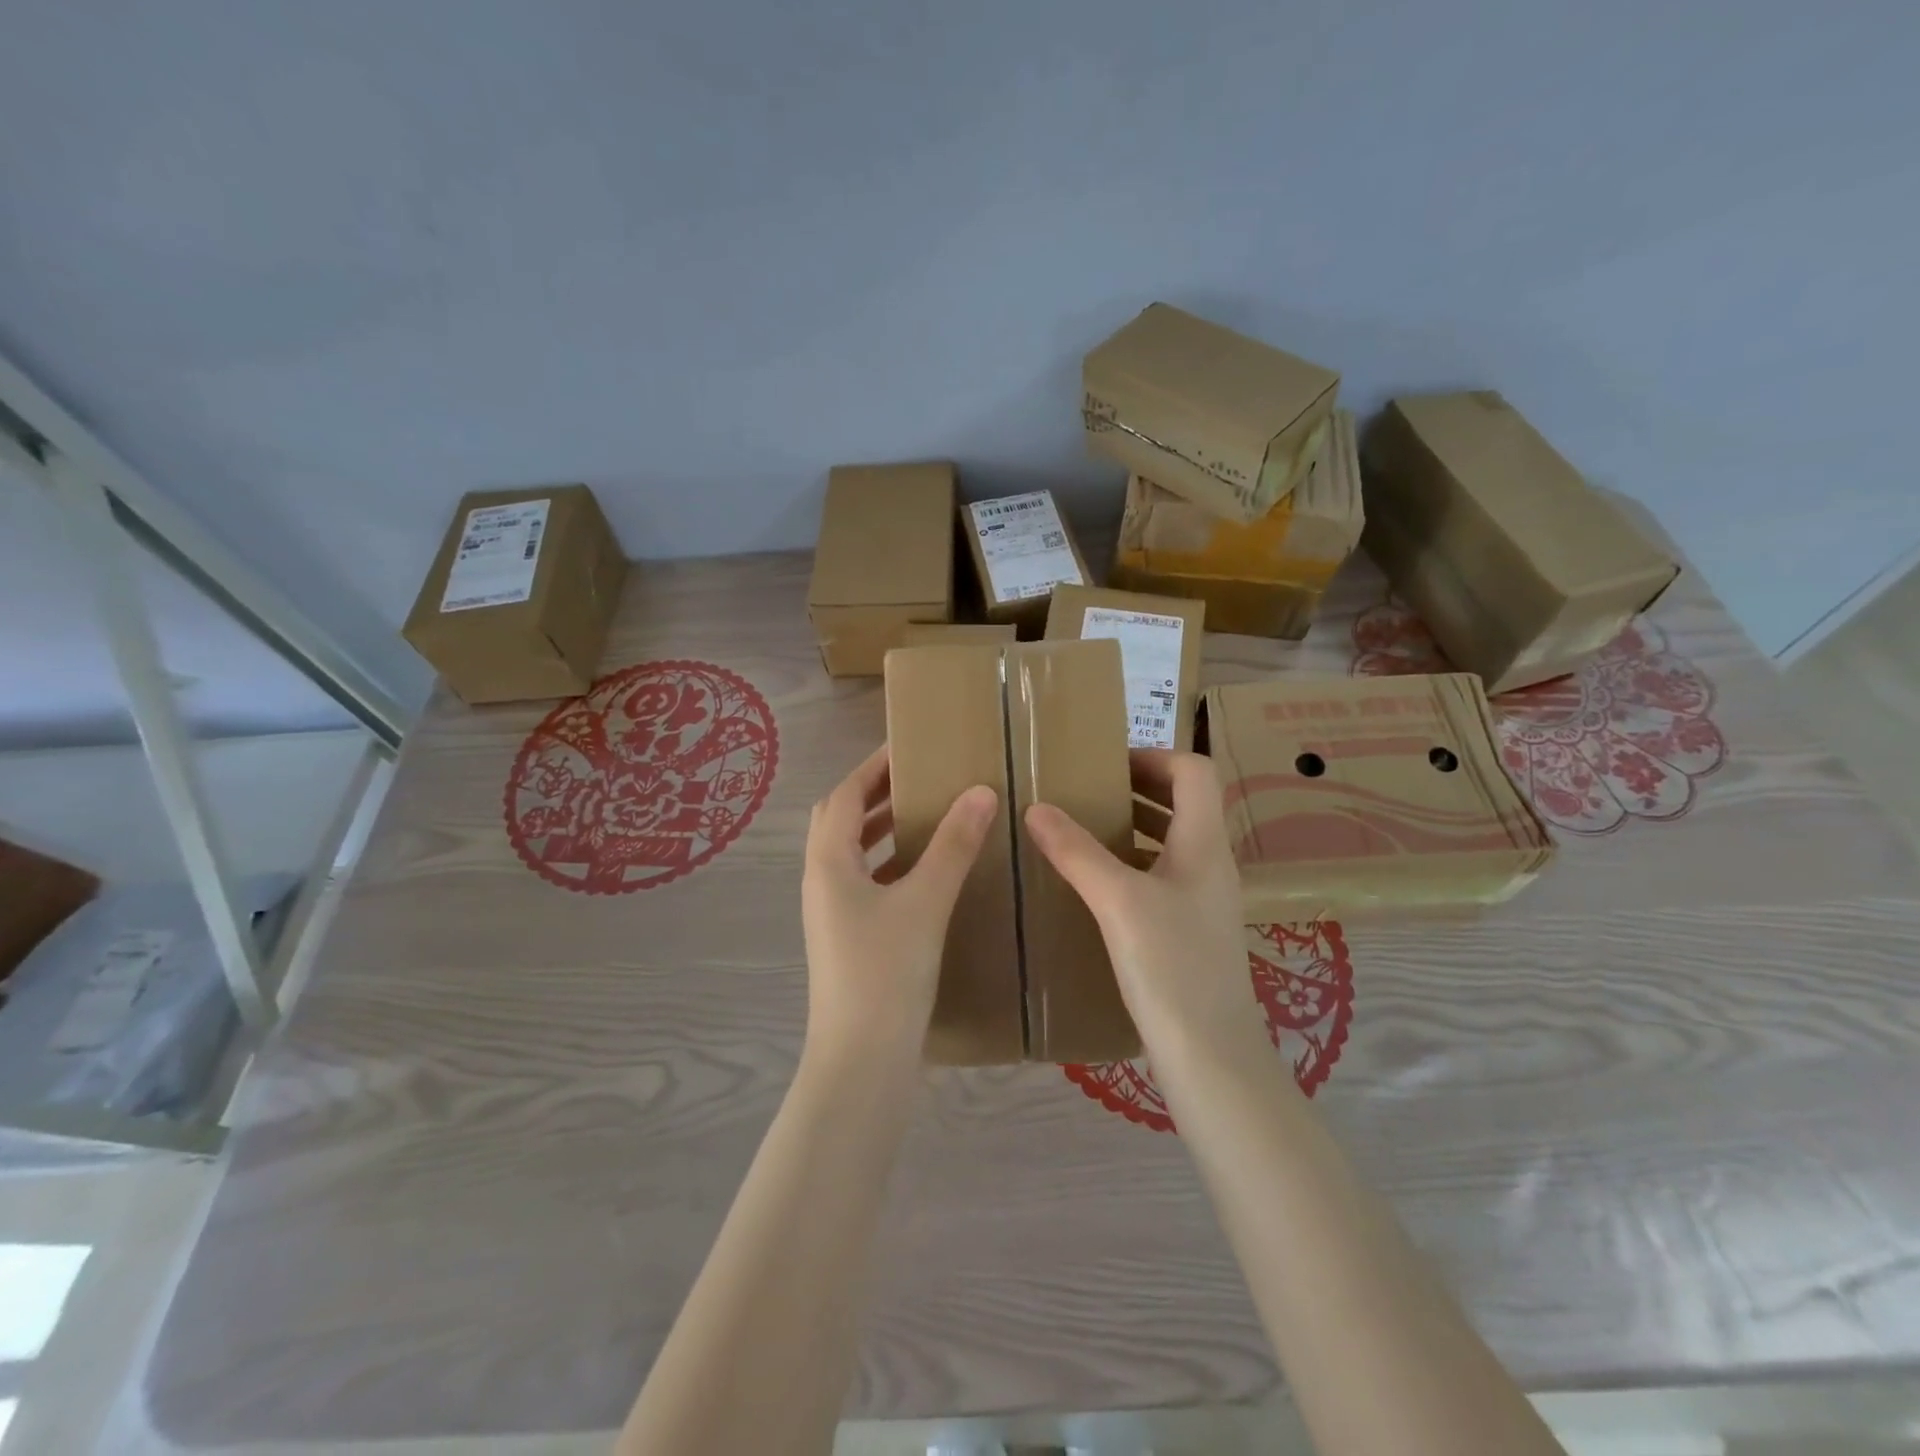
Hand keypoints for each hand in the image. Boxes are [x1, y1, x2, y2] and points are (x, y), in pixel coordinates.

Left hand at [801, 745, 997, 1069]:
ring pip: (853, 853)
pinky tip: (926, 873)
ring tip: (928, 815)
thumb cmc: (886, 972)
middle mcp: (822, 881)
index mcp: (829, 863)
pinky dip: (891, 864)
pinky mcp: (848, 938)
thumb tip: (980, 791)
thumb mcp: (924, 902)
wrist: (861, 1060)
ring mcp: (832, 913)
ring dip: (883, 829)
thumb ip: (952, 845)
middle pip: (842, 821)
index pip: (845, 795)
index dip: (873, 766)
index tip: (909, 747)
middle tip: (920, 779)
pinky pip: (866, 882)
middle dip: (876, 794)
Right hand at [1024, 750, 1263, 1061]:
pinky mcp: (1190, 931)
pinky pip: (1160, 877)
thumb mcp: (1118, 902)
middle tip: (1084, 792)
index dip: (1153, 756)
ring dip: (1131, 826)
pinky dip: (1130, 864)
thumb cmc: (1171, 968)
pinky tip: (1094, 884)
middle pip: (1183, 803)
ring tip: (1081, 829)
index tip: (1104, 765)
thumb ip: (1077, 852)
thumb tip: (1036, 808)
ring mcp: (1202, 900)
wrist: (1211, 1057)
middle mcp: (1210, 864)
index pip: (1194, 772)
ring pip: (1170, 842)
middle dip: (1135, 788)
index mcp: (1203, 844)